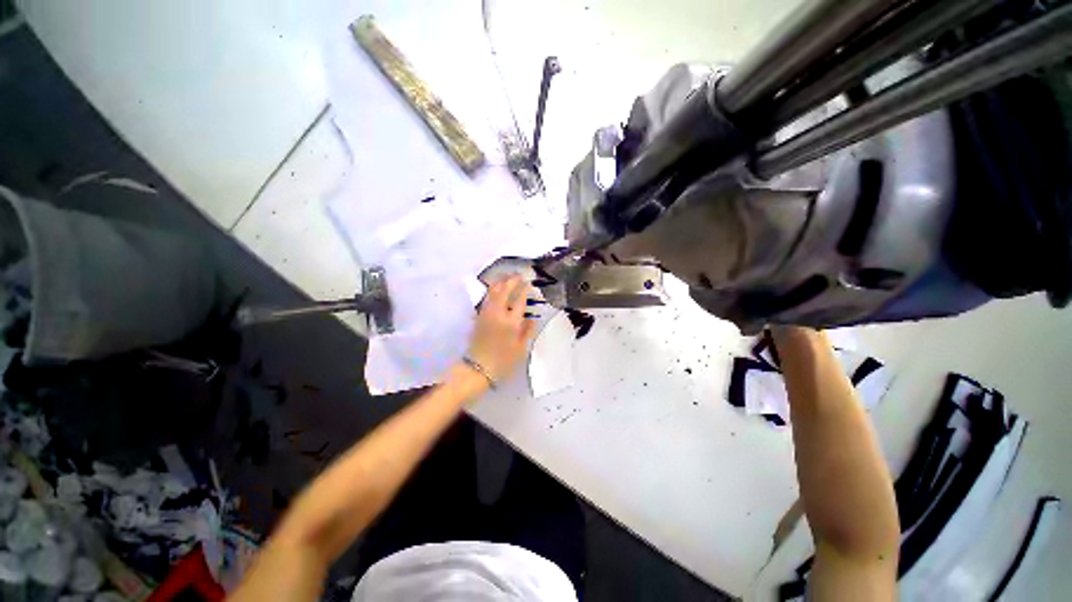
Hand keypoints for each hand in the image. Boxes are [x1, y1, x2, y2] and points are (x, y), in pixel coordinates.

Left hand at [466, 275, 536, 382]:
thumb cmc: (502, 361)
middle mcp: (498, 313)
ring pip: (493, 291)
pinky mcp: (479, 316)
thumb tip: (532, 319)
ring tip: (508, 277)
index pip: (519, 300)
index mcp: (511, 322)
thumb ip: (527, 331)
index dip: (524, 289)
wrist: (477, 368)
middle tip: (519, 275)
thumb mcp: (521, 349)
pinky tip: (497, 289)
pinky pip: (487, 298)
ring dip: (501, 282)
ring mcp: (486, 313)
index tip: (529, 282)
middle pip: (504, 290)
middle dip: (512, 280)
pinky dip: (493, 290)